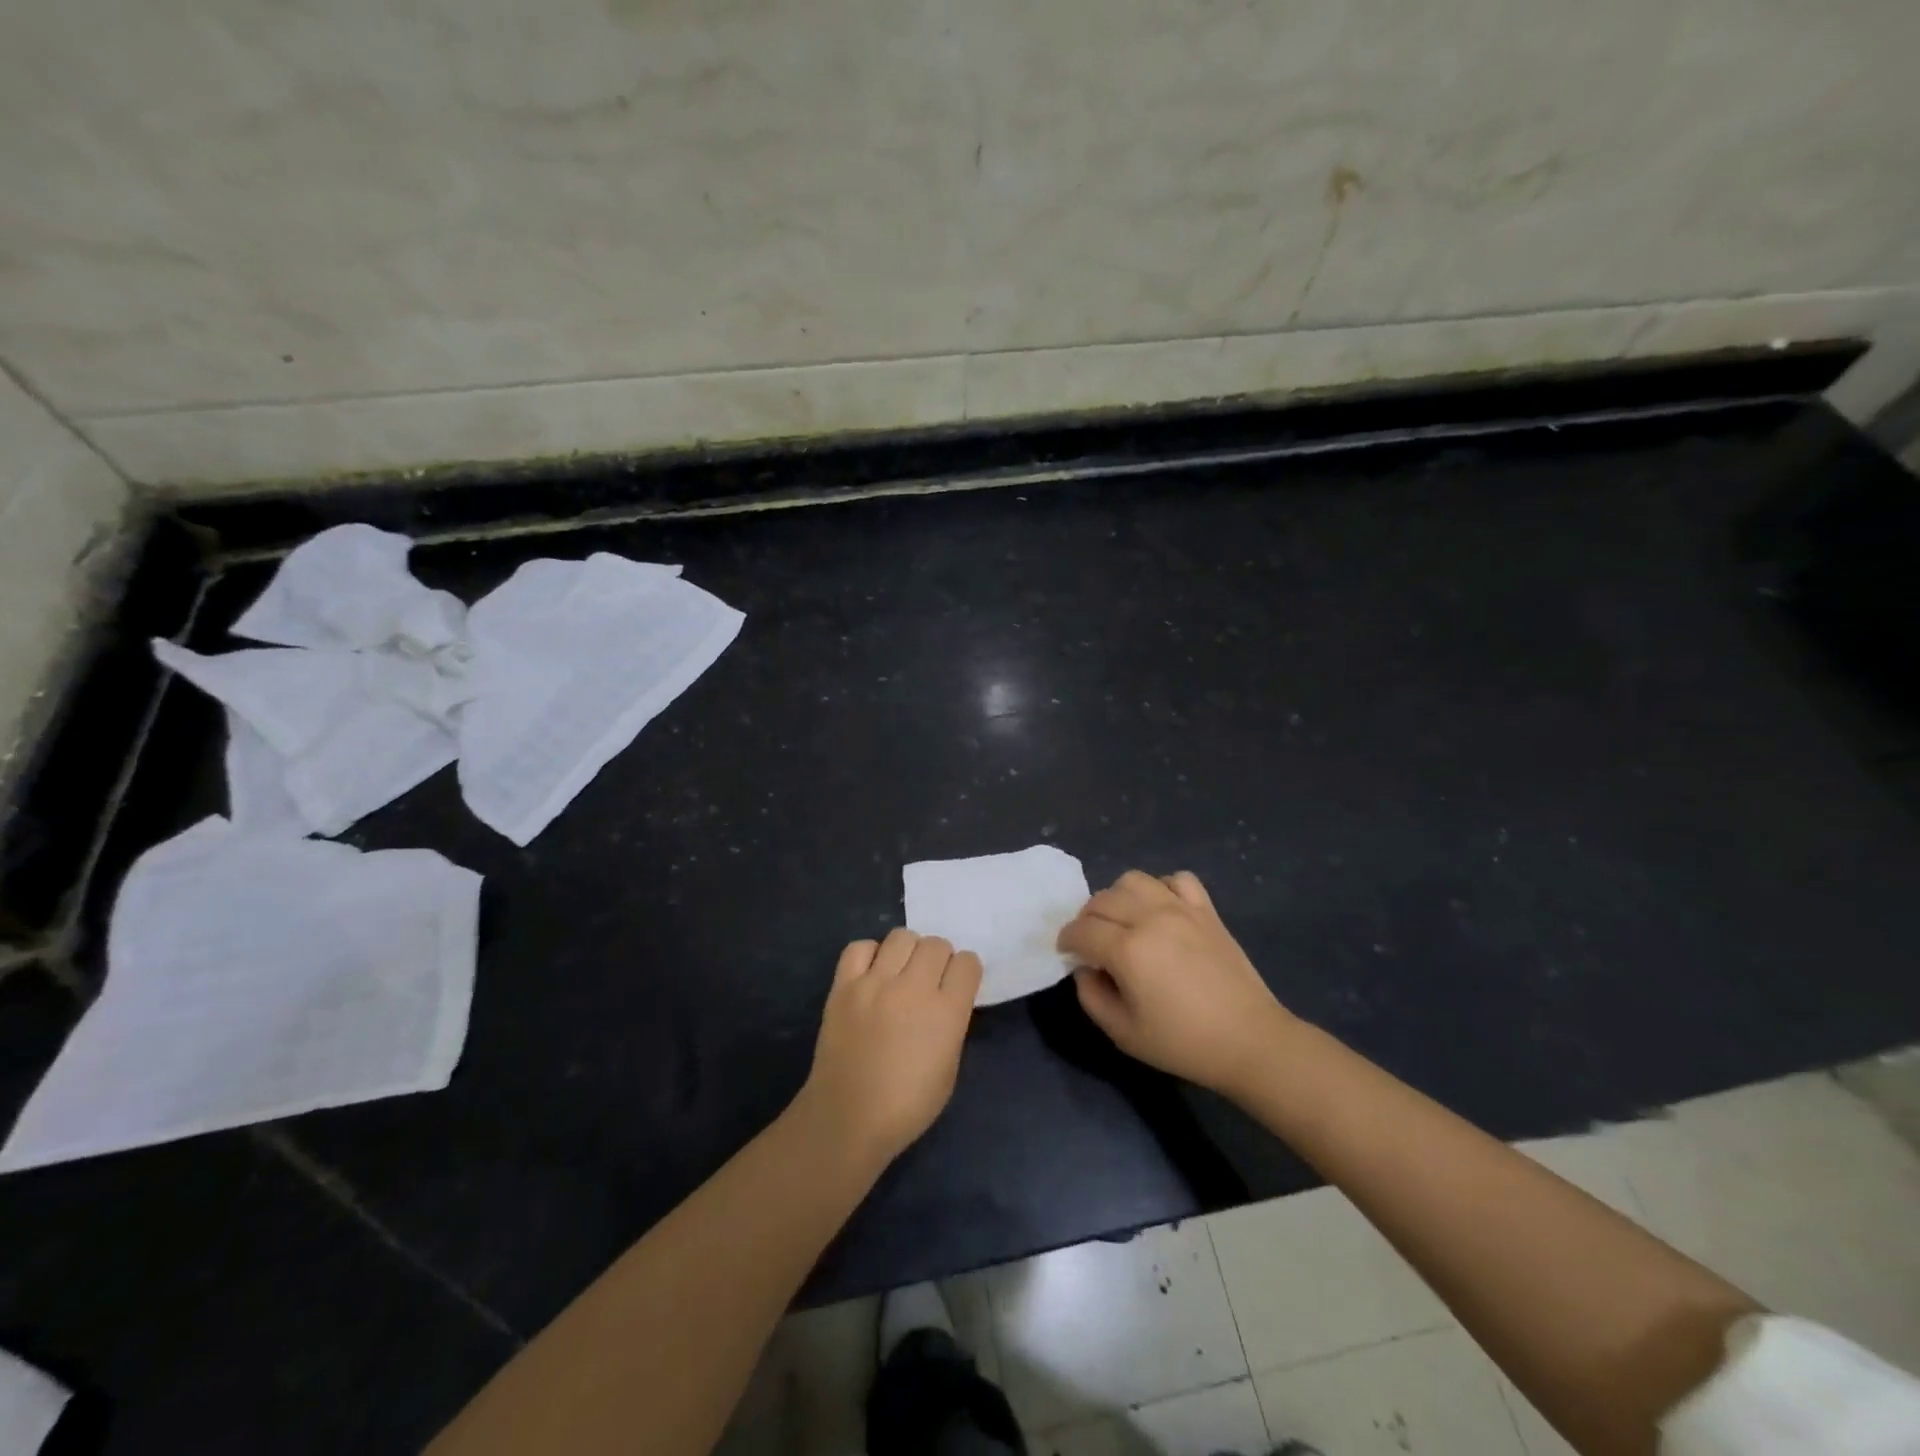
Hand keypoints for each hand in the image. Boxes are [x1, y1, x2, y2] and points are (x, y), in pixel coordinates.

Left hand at [794, 928, 981, 1168]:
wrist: (847, 1118)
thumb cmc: (907, 1106)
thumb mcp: (949, 1069)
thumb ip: (952, 1024)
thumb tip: (946, 999)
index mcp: (946, 1012)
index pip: (968, 963)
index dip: (965, 972)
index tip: (957, 985)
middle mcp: (913, 988)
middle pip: (936, 944)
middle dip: (939, 959)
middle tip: (929, 980)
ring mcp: (875, 983)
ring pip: (901, 936)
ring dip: (907, 951)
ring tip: (900, 972)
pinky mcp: (844, 985)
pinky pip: (860, 947)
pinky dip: (870, 955)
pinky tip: (871, 975)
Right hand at [1057, 870, 1292, 1097]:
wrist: (1250, 1040)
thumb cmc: (1183, 1043)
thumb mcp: (1123, 1033)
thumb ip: (1091, 996)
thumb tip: (1085, 968)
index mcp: (1127, 949)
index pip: (1081, 929)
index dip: (1067, 940)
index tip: (1067, 952)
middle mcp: (1150, 918)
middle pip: (1102, 900)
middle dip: (1086, 919)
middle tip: (1091, 942)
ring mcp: (1181, 909)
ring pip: (1134, 880)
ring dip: (1118, 897)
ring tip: (1122, 921)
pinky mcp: (1206, 910)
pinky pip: (1177, 879)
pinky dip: (1161, 888)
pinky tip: (1160, 910)